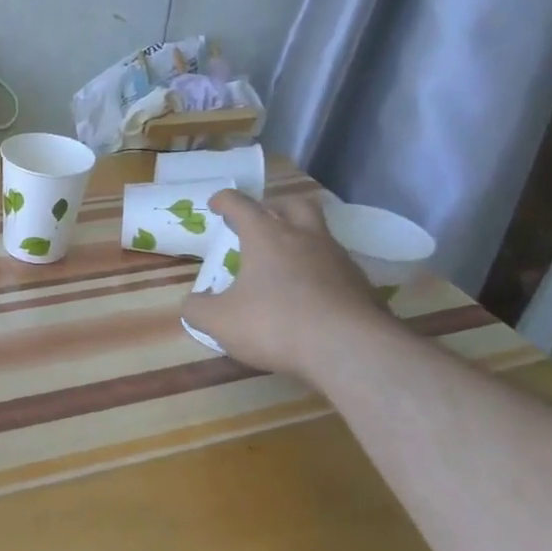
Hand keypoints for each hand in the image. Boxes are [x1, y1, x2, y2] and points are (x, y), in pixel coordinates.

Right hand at [182, 190, 395, 377]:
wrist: (349, 349)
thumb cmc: (275, 325)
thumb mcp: (220, 322)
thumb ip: (198, 309)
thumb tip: (192, 303)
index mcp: (267, 237)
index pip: (241, 205)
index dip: (225, 200)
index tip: (216, 203)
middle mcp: (305, 238)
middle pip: (293, 205)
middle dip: (275, 207)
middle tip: (262, 221)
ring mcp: (338, 258)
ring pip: (320, 233)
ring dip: (302, 238)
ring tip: (287, 261)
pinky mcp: (360, 284)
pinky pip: (336, 266)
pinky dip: (321, 270)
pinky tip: (312, 293)